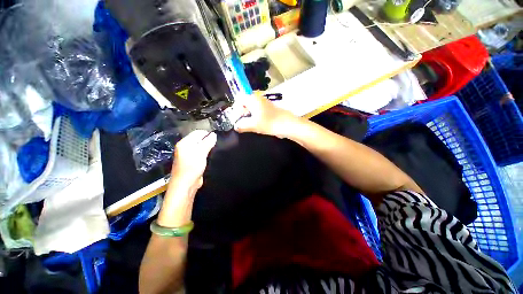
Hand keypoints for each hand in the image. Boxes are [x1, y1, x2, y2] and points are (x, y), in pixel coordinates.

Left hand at [170, 130, 216, 191]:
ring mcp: (188, 154)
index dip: (207, 134)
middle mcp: (185, 147)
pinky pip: (201, 153)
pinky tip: (211, 155)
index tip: (217, 137)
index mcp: (184, 143)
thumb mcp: (201, 153)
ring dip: (208, 147)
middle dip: (208, 140)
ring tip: (216, 148)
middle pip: (199, 139)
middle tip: (217, 143)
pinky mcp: (192, 161)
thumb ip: (208, 142)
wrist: (186, 185)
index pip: (197, 133)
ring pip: (200, 146)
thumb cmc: (192, 167)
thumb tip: (214, 135)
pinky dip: (206, 153)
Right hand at [234, 94, 298, 137]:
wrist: (287, 124)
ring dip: (248, 115)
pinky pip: (258, 111)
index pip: (239, 99)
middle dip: (242, 113)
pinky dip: (255, 116)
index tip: (236, 119)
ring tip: (248, 125)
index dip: (236, 109)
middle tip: (241, 123)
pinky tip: (256, 124)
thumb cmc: (269, 123)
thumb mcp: (253, 125)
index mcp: (253, 99)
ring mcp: (265, 103)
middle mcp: (258, 98)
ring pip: (252, 107)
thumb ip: (242, 125)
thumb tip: (236, 126)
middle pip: (245, 103)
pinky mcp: (269, 109)